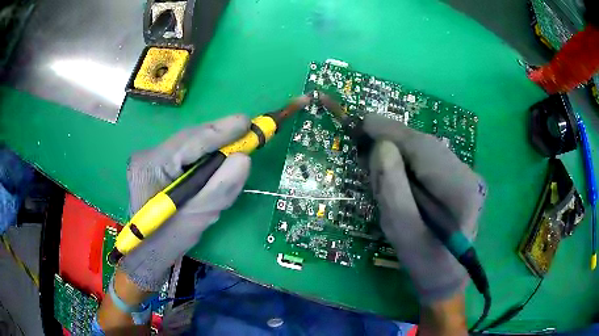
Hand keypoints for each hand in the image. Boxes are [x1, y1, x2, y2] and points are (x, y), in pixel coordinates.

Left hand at [119, 114, 251, 291]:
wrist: (146, 251)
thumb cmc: (166, 241)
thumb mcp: (195, 219)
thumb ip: (219, 189)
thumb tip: (244, 159)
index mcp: (150, 166)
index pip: (189, 141)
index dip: (221, 131)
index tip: (248, 123)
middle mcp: (148, 155)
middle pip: (190, 139)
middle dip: (221, 135)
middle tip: (249, 133)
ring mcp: (152, 158)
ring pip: (190, 145)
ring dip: (216, 145)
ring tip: (240, 142)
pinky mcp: (159, 164)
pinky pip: (188, 155)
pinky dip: (207, 157)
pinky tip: (220, 159)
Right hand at [363, 114, 485, 304]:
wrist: (448, 276)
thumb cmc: (426, 263)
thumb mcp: (403, 234)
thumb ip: (393, 191)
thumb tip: (381, 148)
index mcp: (460, 190)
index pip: (423, 148)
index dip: (391, 131)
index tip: (361, 122)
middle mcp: (468, 174)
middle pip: (425, 144)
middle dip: (392, 139)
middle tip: (362, 144)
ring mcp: (466, 175)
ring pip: (426, 150)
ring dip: (399, 151)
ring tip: (376, 162)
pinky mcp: (458, 179)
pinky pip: (428, 160)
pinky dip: (407, 161)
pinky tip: (396, 174)